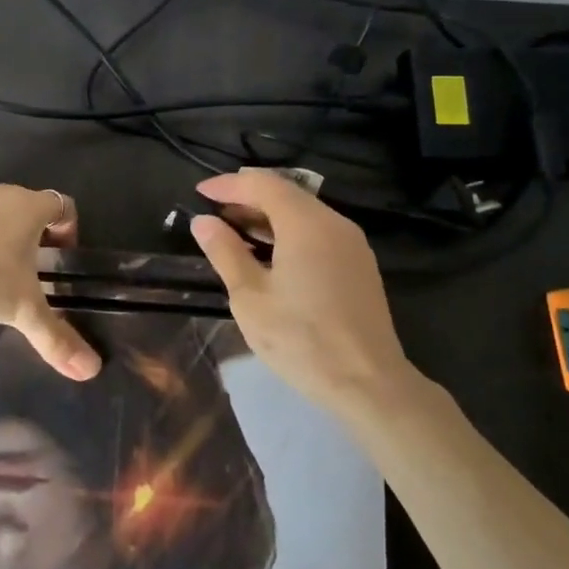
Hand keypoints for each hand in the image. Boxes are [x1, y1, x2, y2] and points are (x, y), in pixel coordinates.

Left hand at [0, 183, 100, 380]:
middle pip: (28, 208)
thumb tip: (92, 370)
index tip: (61, 260)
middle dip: (33, 237)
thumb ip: (56, 336)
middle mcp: (0, 191)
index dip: (69, 231)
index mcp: (28, 206)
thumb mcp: (21, 309)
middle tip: (29, 274)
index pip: (63, 205)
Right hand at [187, 168, 410, 413]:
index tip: (200, 192)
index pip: (263, 184)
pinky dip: (289, 232)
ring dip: (268, 216)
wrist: (368, 384)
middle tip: (214, 212)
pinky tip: (269, 254)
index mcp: (306, 224)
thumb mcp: (250, 297)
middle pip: (286, 194)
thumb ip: (225, 252)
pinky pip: (318, 232)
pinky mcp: (359, 265)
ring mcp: (351, 243)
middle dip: (247, 197)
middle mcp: (333, 223)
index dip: (229, 184)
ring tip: (234, 231)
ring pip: (304, 212)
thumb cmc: (301, 339)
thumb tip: (204, 222)